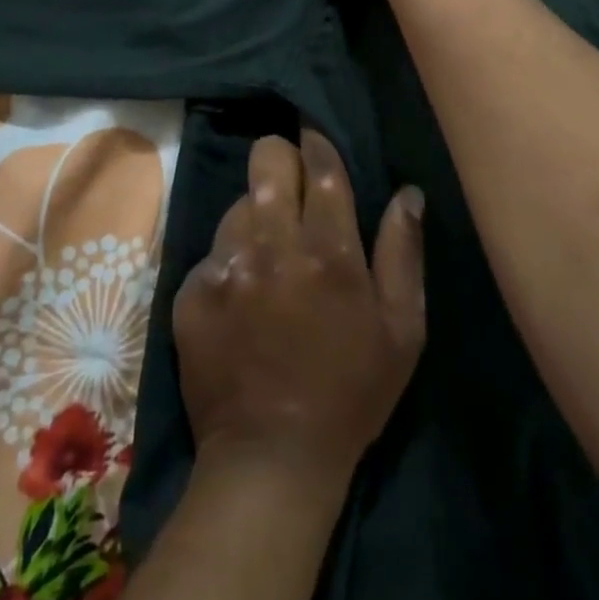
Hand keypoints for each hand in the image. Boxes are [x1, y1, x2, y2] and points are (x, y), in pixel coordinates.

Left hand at [173, 130, 425, 483]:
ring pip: (238, 203)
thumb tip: (407, 193)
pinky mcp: (191, 290)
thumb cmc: (350, 394)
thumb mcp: (402, 331)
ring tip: (267, 251)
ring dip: (255, 215)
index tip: (316, 140)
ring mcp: (226, 266)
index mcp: (329, 251)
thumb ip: (403, 253)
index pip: (320, 165)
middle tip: (290, 185)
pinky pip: (213, 250)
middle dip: (279, 159)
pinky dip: (229, 260)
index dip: (317, 143)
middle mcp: (272, 245)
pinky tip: (241, 293)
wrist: (270, 459)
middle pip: (266, 159)